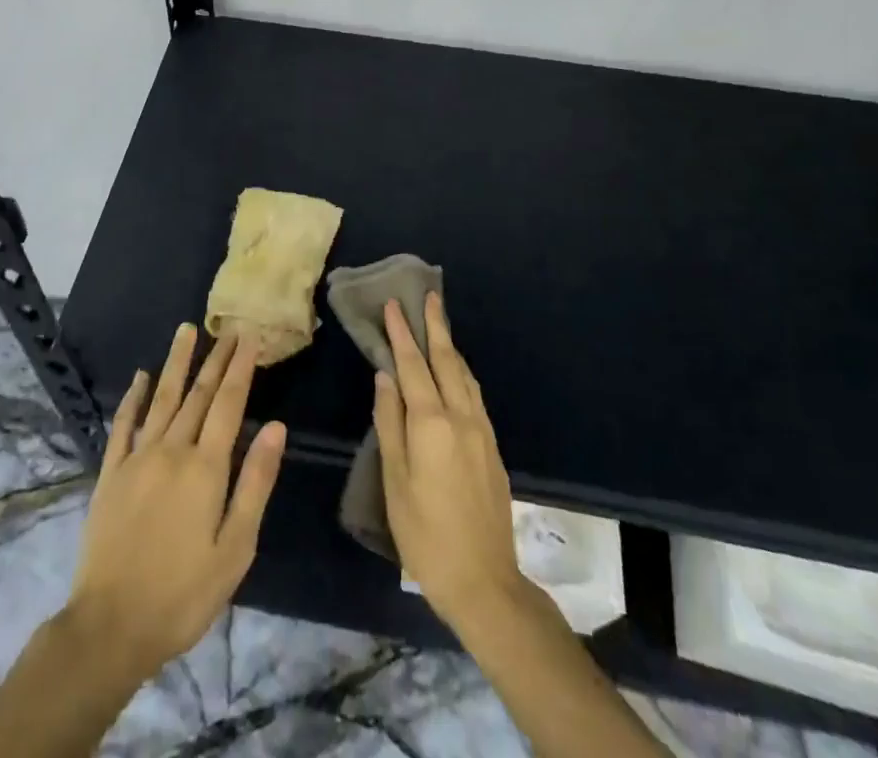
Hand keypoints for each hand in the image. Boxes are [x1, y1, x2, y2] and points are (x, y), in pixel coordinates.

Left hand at [66, 324, 285, 680]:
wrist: (110, 626)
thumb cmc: (183, 594)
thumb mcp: (235, 548)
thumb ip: (255, 483)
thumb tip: (277, 427)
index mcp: (205, 468)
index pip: (229, 404)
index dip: (240, 368)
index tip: (248, 337)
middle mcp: (171, 450)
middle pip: (198, 394)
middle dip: (215, 359)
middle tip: (227, 328)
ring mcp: (137, 458)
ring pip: (161, 398)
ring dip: (175, 363)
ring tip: (185, 330)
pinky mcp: (111, 473)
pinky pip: (123, 424)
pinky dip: (132, 398)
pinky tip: (140, 377)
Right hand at [374, 292, 525, 633]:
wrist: (484, 581)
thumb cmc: (425, 534)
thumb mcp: (394, 481)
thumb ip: (390, 423)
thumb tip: (385, 377)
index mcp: (432, 423)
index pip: (412, 366)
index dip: (401, 334)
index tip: (393, 305)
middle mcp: (461, 416)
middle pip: (446, 361)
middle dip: (435, 326)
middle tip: (428, 296)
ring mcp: (481, 430)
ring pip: (464, 375)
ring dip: (451, 346)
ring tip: (440, 324)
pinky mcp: (492, 446)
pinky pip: (474, 394)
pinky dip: (461, 371)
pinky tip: (456, 372)